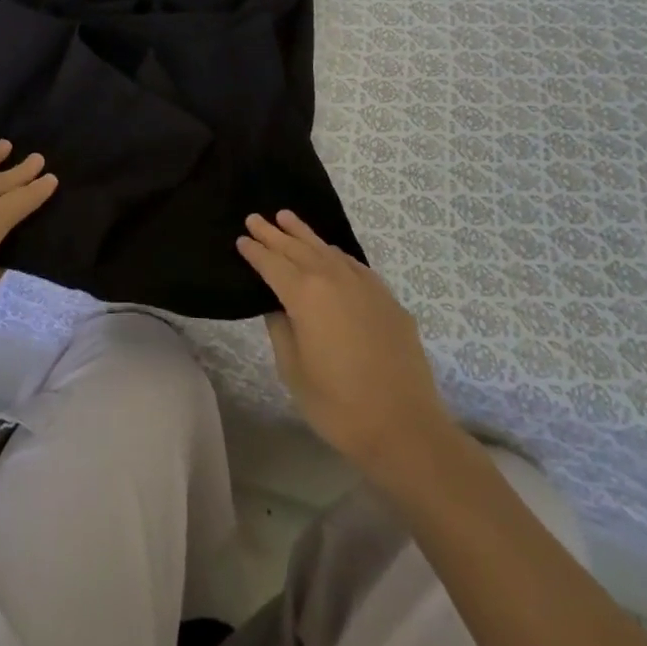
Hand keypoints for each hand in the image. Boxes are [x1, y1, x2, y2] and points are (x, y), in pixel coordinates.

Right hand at [238, 211, 451, 482]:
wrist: (405, 428)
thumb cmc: (339, 405)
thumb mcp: (293, 371)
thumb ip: (281, 329)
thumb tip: (278, 306)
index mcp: (305, 295)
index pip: (272, 264)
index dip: (255, 251)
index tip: (241, 239)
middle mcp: (333, 279)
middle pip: (297, 248)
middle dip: (274, 234)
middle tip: (254, 218)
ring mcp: (364, 286)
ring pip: (327, 249)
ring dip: (304, 234)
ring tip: (286, 217)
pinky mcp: (387, 299)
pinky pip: (354, 265)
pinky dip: (335, 253)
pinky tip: (330, 252)